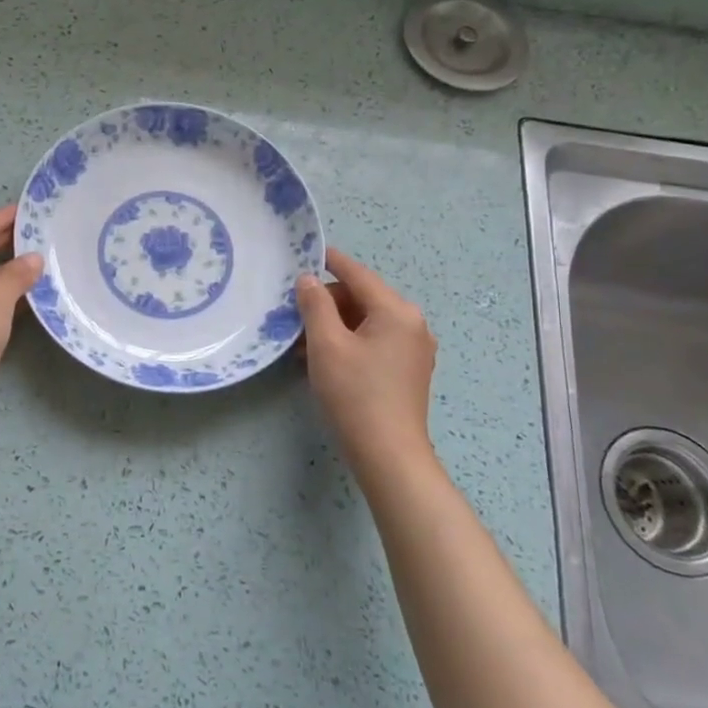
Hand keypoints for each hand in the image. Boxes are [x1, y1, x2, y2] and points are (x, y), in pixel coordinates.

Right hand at [296, 247, 438, 472]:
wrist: (388, 455)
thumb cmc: (355, 393)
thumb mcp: (326, 344)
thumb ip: (315, 305)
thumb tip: (308, 280)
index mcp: (396, 311)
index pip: (357, 274)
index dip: (330, 261)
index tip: (307, 252)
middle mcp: (412, 324)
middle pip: (362, 298)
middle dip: (327, 303)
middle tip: (294, 317)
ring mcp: (414, 349)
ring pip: (365, 322)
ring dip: (333, 326)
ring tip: (301, 344)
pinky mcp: (408, 371)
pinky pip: (374, 342)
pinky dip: (348, 344)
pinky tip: (322, 360)